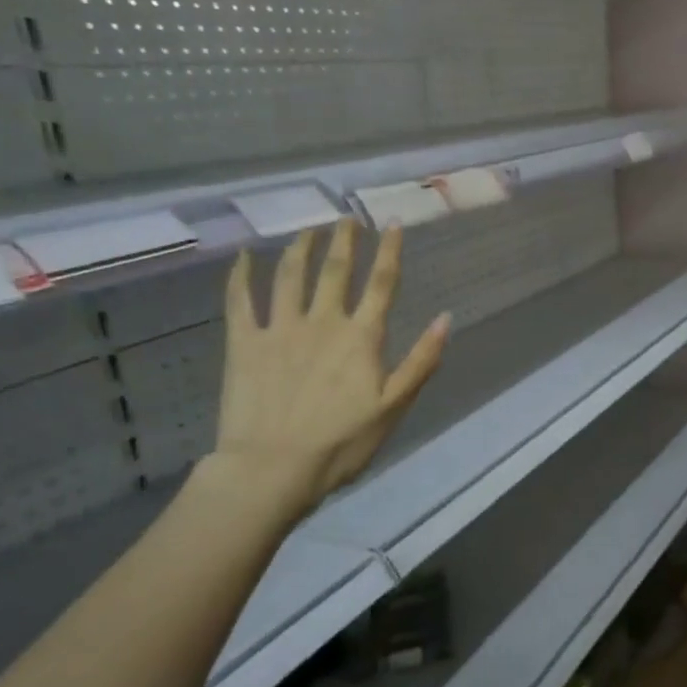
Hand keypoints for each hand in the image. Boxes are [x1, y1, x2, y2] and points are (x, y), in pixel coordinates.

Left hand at [210, 221, 449, 522]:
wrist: (273, 468)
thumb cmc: (342, 442)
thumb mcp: (395, 406)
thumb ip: (422, 360)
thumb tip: (445, 317)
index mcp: (362, 337)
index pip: (381, 283)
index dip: (390, 251)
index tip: (393, 223)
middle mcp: (323, 321)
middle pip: (335, 269)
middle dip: (344, 239)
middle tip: (347, 217)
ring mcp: (280, 328)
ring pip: (290, 275)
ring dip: (301, 247)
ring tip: (308, 229)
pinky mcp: (244, 343)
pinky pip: (241, 300)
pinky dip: (241, 275)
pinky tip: (244, 256)